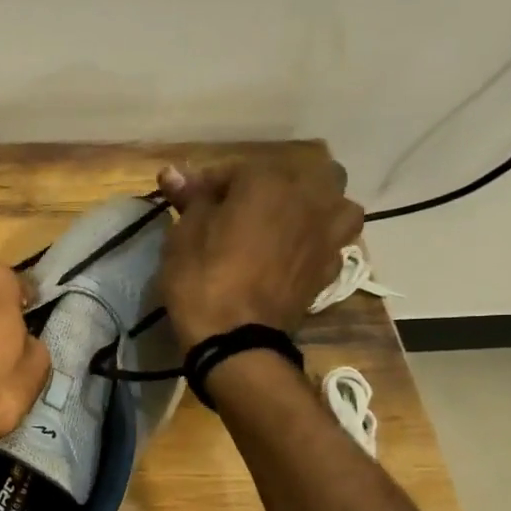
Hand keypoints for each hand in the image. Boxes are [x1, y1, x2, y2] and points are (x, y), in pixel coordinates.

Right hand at [155, 145, 364, 348]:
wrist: (235, 339)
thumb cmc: (202, 279)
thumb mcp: (184, 235)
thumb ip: (190, 198)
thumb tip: (173, 171)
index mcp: (268, 182)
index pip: (236, 170)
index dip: (210, 184)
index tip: (191, 202)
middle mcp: (308, 198)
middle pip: (306, 173)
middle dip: (280, 184)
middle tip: (248, 206)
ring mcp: (327, 234)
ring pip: (337, 203)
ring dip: (317, 207)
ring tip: (290, 222)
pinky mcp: (331, 267)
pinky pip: (333, 241)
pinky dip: (318, 241)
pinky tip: (297, 253)